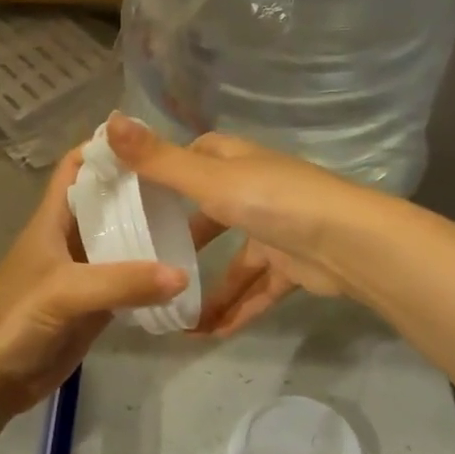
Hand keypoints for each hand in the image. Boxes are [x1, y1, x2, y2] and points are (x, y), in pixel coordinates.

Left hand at [0, 146, 187, 417]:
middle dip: (140, 189)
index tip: (149, 139)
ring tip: (194, 219)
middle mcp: (70, 239)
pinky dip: (151, 276)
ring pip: (121, 242)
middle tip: (187, 181)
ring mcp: (84, 273)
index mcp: (52, 220)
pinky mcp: (94, 306)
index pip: (76, 167)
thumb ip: (121, 282)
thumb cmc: (15, 318)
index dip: (104, 148)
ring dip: (150, 232)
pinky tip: (183, 272)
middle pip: (107, 202)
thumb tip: (182, 275)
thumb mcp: (65, 291)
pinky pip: (128, 283)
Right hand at [104, 115, 384, 335]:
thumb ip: (159, 160)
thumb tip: (108, 120)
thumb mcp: (208, 179)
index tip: (134, 192)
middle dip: (183, 238)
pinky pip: (257, 290)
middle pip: (211, 211)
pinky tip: (212, 334)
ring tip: (175, 319)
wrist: (347, 243)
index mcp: (236, 162)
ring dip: (209, 290)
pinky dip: (238, 309)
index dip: (167, 168)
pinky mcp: (292, 266)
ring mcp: (275, 230)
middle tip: (146, 262)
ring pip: (234, 262)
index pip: (196, 156)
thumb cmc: (272, 201)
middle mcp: (255, 190)